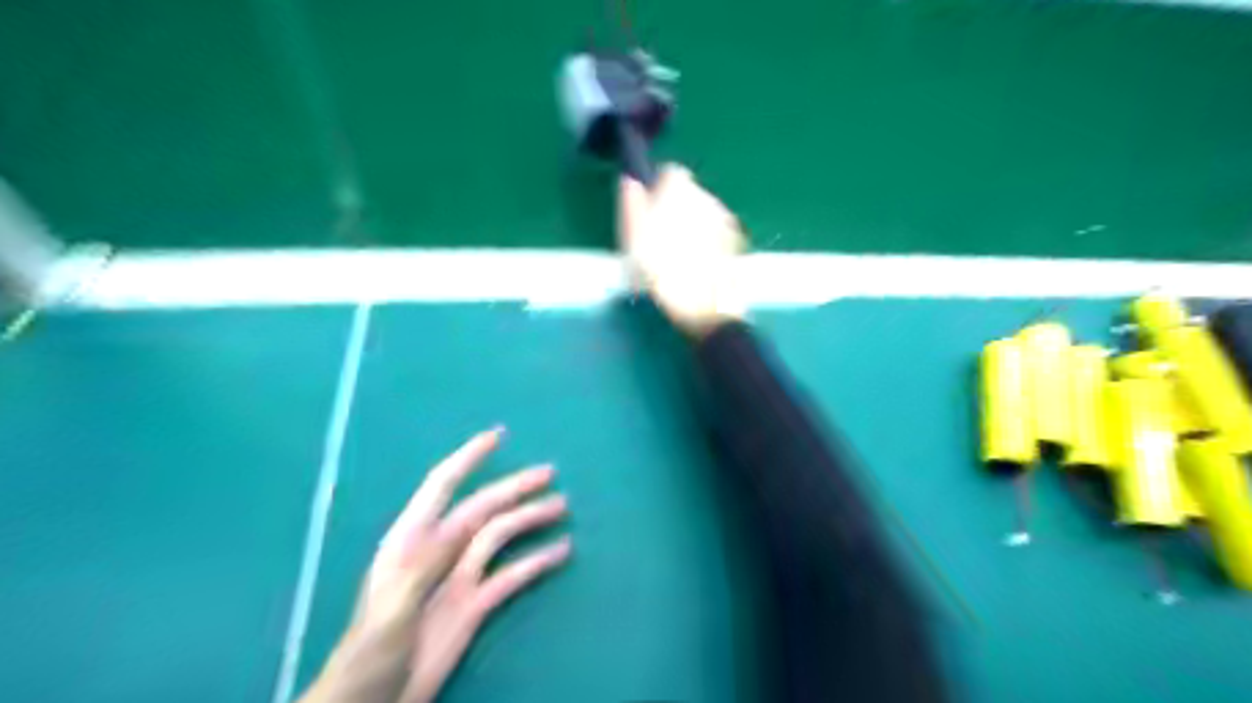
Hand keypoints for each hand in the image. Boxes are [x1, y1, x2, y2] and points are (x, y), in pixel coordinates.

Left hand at [302, 425, 570, 702]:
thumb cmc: (369, 656)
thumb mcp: (390, 609)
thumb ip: (422, 566)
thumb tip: (458, 525)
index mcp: (411, 542)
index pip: (442, 486)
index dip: (468, 459)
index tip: (497, 436)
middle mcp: (439, 550)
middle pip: (482, 508)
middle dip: (514, 487)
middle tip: (549, 472)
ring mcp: (459, 577)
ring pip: (500, 536)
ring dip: (530, 519)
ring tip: (562, 506)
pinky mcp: (474, 605)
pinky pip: (511, 575)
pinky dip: (536, 561)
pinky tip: (560, 552)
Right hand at [615, 168, 740, 338]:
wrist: (704, 307)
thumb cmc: (662, 271)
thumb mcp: (633, 236)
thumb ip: (631, 203)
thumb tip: (630, 181)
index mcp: (681, 189)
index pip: (670, 173)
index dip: (657, 191)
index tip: (647, 214)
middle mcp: (708, 197)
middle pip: (689, 195)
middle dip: (675, 211)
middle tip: (658, 241)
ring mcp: (726, 221)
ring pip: (704, 216)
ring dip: (691, 228)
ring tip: (677, 258)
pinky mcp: (737, 245)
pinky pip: (716, 236)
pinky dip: (707, 245)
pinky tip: (695, 267)